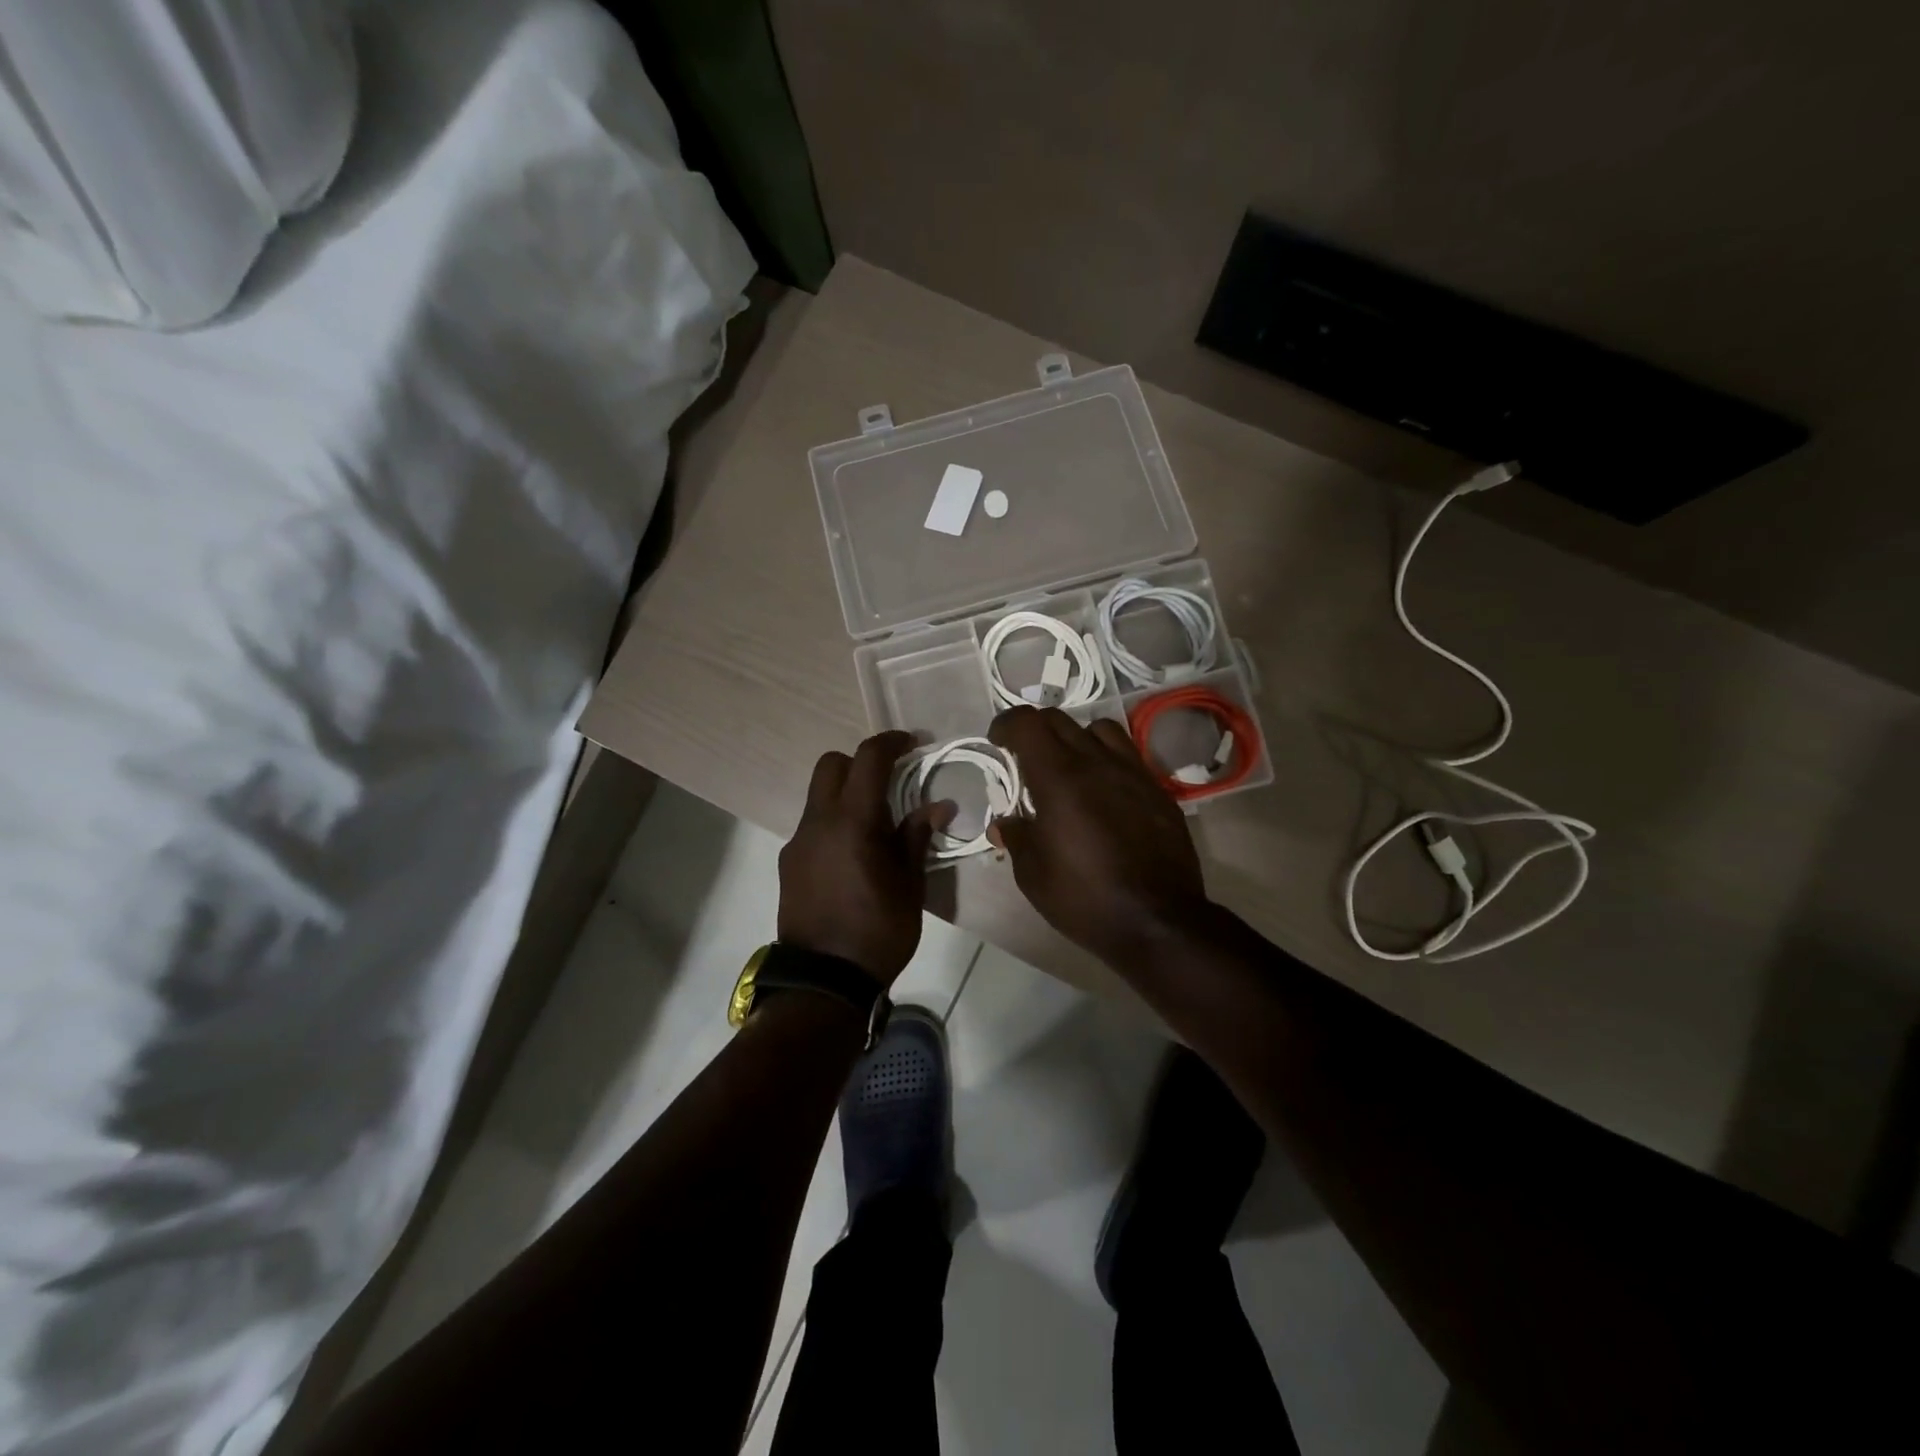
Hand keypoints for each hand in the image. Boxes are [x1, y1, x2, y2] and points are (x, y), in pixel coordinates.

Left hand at [778, 731, 953, 985]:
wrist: (824, 981)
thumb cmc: (878, 930)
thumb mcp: (909, 884)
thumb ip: (917, 836)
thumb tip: (939, 805)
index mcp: (853, 820)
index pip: (868, 758)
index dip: (892, 742)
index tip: (913, 744)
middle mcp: (818, 821)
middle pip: (831, 765)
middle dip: (861, 762)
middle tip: (890, 782)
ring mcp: (798, 842)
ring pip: (818, 795)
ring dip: (845, 794)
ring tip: (874, 825)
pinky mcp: (789, 863)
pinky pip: (812, 825)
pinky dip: (833, 823)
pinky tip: (852, 855)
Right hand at [988, 707, 1212, 971]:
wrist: (1158, 921)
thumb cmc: (1085, 898)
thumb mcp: (1033, 874)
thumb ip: (1016, 837)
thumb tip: (1004, 823)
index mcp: (1059, 778)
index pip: (1027, 723)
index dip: (1006, 724)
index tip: (997, 741)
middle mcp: (1097, 763)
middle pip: (1060, 720)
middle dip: (1035, 730)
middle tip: (1025, 757)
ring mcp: (1133, 773)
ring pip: (1100, 729)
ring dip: (1076, 738)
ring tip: (1069, 767)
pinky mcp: (1157, 790)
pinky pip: (1128, 756)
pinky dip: (1107, 760)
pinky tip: (1103, 791)